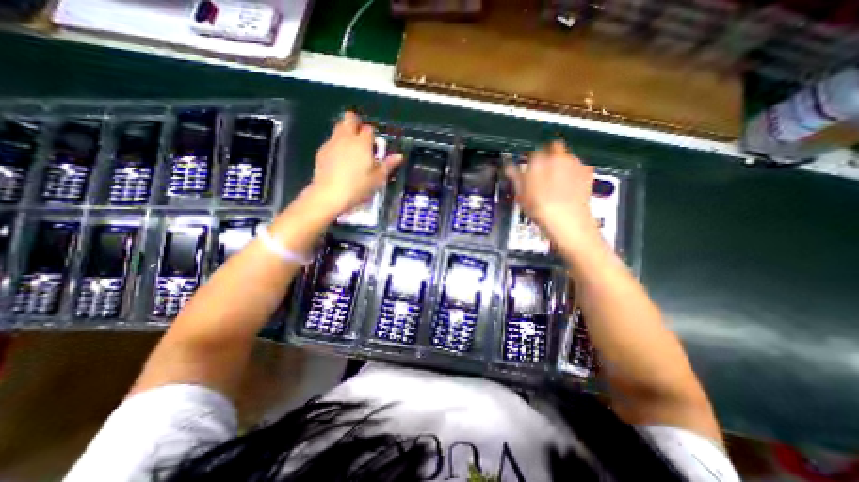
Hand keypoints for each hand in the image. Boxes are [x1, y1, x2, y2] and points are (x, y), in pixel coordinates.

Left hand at [310, 112, 403, 216]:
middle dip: (355, 123)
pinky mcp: (321, 151)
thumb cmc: (358, 187)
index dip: (372, 135)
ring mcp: (332, 143)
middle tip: (361, 138)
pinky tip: (339, 160)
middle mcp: (346, 137)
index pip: (369, 129)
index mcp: (362, 143)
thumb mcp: (377, 179)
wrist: (329, 194)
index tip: (374, 146)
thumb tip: (399, 156)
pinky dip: (337, 145)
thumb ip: (388, 165)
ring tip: (351, 149)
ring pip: (338, 128)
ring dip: (345, 132)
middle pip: (349, 119)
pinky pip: (331, 141)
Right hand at [502, 142, 598, 243]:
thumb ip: (515, 176)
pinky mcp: (587, 171)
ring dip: (561, 162)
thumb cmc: (539, 207)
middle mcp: (558, 156)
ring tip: (557, 180)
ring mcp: (574, 162)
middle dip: (549, 154)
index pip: (533, 151)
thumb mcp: (520, 194)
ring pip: (566, 156)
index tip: (529, 166)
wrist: (567, 220)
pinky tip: (570, 184)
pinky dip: (573, 171)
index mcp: (538, 160)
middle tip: (544, 170)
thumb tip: (509, 166)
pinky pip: (578, 166)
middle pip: (553, 147)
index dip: (531, 158)